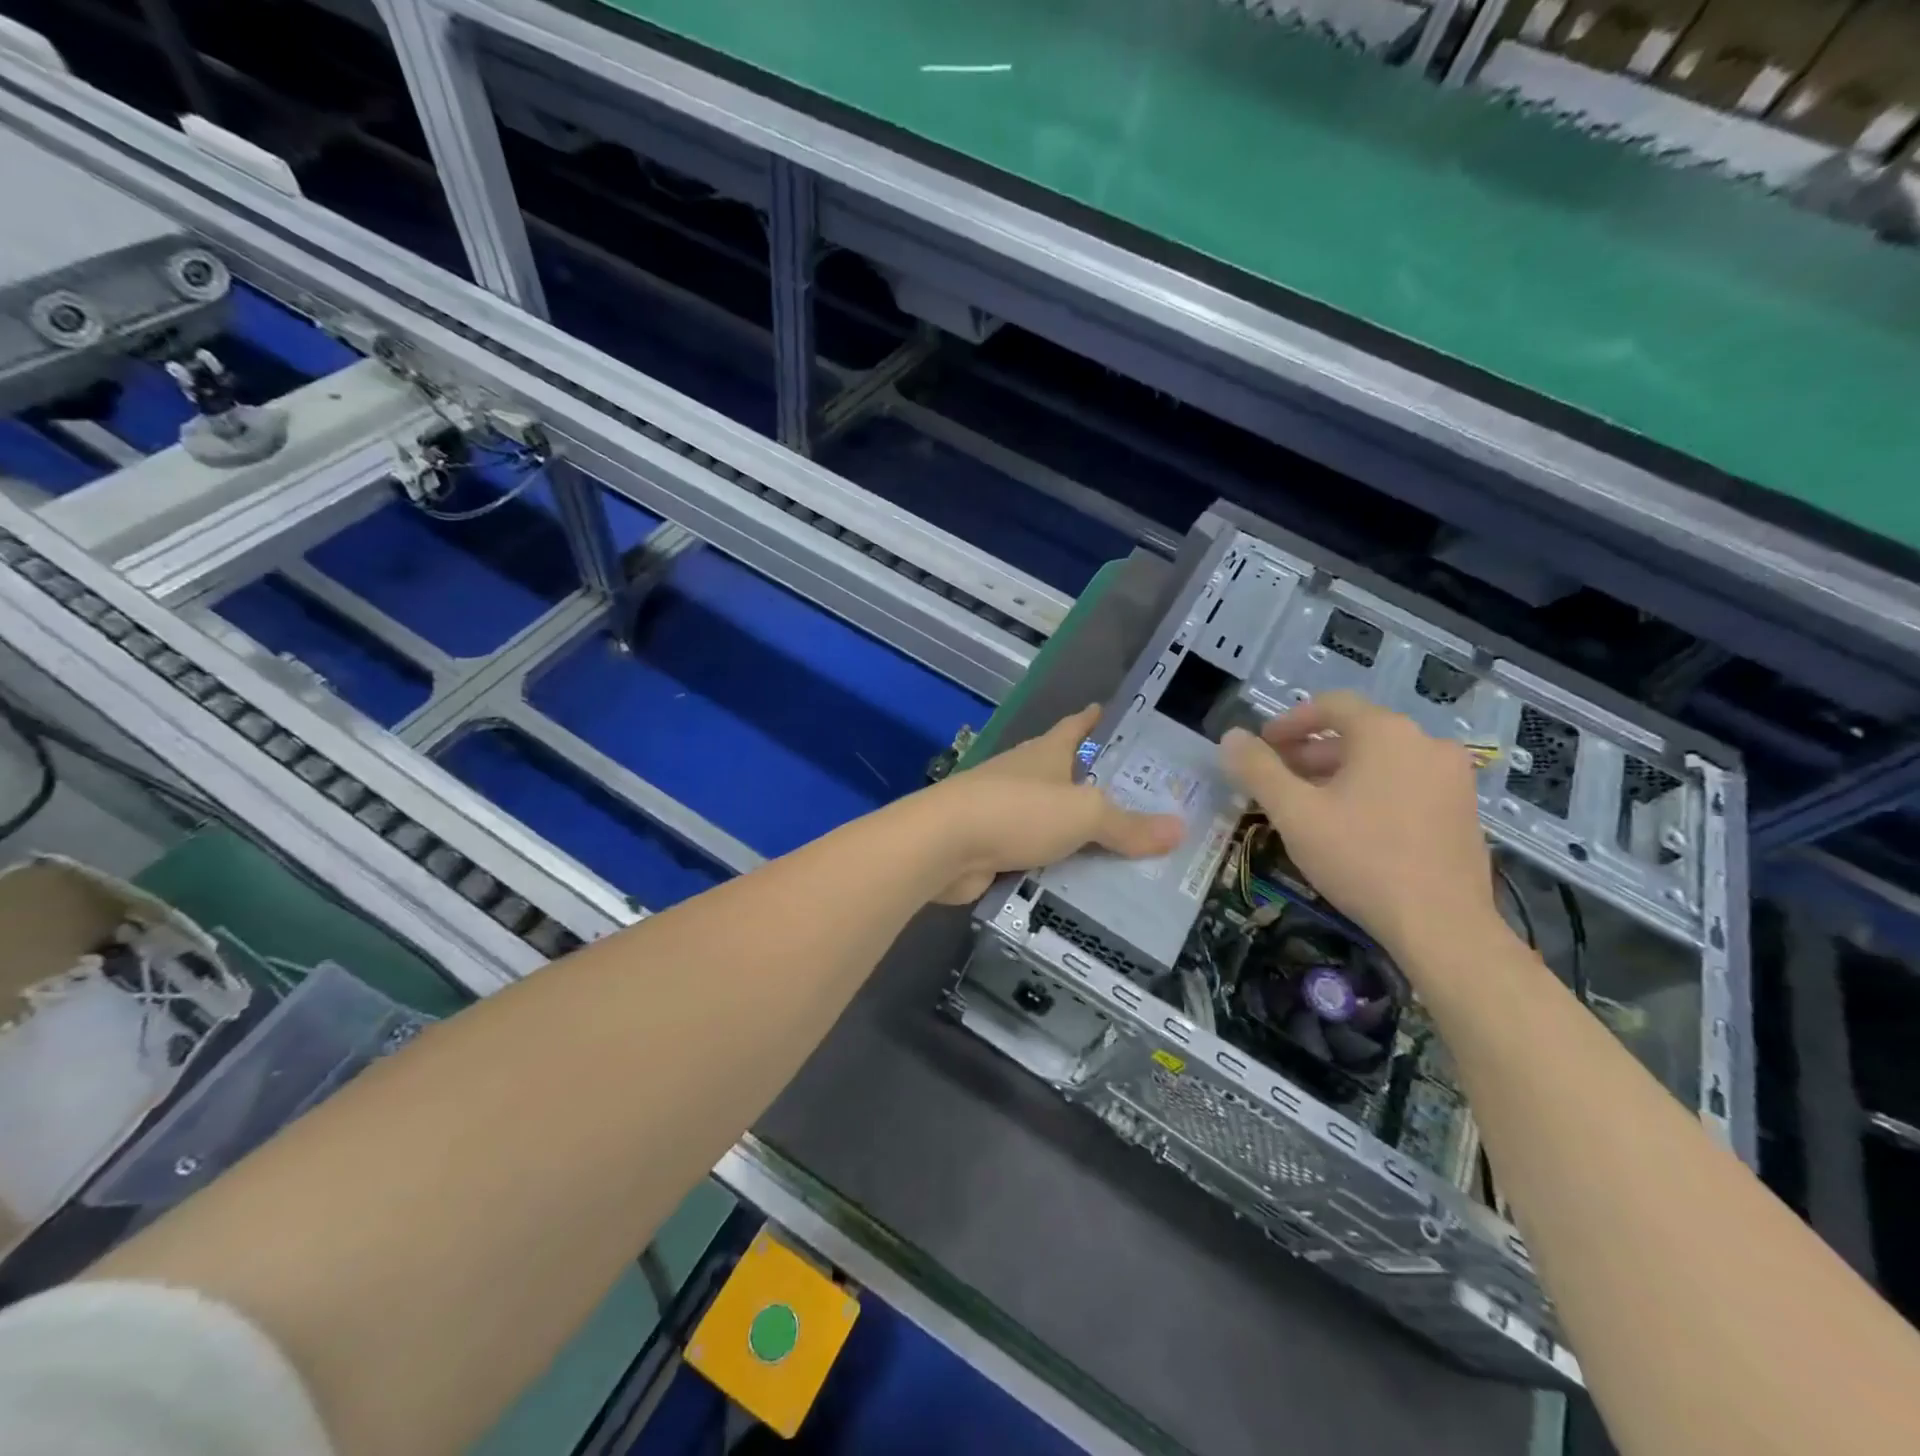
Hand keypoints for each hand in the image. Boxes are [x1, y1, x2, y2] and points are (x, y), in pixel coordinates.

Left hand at [923, 705, 1183, 904]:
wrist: (944, 845)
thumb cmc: (1018, 811)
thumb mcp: (1084, 814)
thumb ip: (1128, 825)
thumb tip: (1180, 829)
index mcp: (1046, 754)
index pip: (1075, 727)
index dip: (1093, 719)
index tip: (1108, 711)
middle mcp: (1024, 776)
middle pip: (1065, 775)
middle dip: (1095, 785)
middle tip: (1141, 801)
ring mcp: (1003, 812)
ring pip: (1050, 820)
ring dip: (1076, 832)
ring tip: (1119, 850)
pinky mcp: (991, 847)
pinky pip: (1035, 856)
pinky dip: (1055, 867)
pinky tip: (1079, 884)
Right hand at [1219, 692, 1494, 958]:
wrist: (1442, 926)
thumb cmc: (1361, 859)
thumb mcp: (1294, 813)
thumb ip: (1258, 769)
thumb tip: (1231, 737)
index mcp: (1387, 733)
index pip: (1330, 705)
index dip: (1289, 722)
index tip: (1261, 747)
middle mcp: (1427, 743)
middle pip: (1356, 733)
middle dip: (1310, 753)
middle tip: (1276, 781)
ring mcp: (1453, 777)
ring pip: (1382, 761)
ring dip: (1339, 774)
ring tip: (1308, 807)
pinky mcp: (1464, 810)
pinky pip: (1406, 784)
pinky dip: (1372, 791)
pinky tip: (1351, 827)